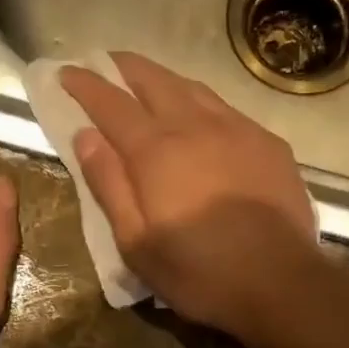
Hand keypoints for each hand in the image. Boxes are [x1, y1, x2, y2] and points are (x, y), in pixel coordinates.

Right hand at [61, 53, 317, 334]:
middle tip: (105, 64)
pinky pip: (226, 108)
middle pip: (153, 81)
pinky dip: (200, 101)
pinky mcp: (269, 144)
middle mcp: (195, 126)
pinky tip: (200, 115)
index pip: (111, 104)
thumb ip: (109, 185)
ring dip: (163, 79)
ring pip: (192, 88)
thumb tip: (85, 136)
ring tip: (147, 83)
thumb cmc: (199, 272)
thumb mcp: (137, 244)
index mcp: (156, 152)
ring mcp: (238, 130)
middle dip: (124, 68)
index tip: (66, 72)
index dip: (85, 85)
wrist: (282, 283)